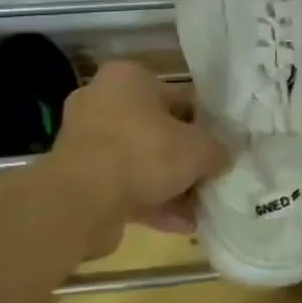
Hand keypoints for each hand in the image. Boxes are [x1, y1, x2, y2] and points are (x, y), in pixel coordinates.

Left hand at [49, 61, 227, 237]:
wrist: (80, 201)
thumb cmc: (144, 153)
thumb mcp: (198, 149)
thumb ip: (217, 150)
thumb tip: (224, 157)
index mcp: (128, 78)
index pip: (178, 96)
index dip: (204, 123)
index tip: (219, 147)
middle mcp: (102, 102)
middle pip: (157, 130)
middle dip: (183, 157)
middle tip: (209, 177)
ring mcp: (86, 141)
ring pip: (140, 161)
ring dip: (169, 185)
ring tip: (199, 208)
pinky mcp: (78, 178)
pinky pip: (123, 186)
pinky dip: (150, 202)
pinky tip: (181, 224)